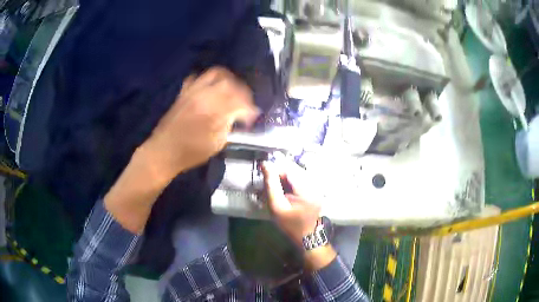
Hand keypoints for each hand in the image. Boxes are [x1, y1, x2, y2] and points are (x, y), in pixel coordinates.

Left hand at [141, 67, 258, 182]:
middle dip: (242, 91)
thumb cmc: (191, 153)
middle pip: (229, 83)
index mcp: (214, 112)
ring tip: (231, 90)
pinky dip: (207, 80)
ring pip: (215, 74)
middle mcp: (204, 96)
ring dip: (227, 79)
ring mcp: (193, 91)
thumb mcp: (216, 144)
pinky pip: (196, 77)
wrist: (164, 151)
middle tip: (244, 102)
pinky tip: (209, 90)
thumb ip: (229, 125)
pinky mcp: (184, 92)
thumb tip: (239, 116)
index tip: (252, 117)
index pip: (239, 102)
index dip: (249, 109)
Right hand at [261, 159, 335, 269]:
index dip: (275, 169)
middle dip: (280, 173)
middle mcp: (315, 184)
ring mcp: (317, 186)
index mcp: (307, 189)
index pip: (289, 169)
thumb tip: (266, 165)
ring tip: (276, 188)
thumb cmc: (289, 224)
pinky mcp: (316, 189)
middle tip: (269, 183)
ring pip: (297, 172)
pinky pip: (301, 178)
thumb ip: (271, 185)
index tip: (264, 175)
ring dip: (285, 177)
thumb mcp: (276, 207)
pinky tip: (285, 190)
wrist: (305, 236)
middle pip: (294, 169)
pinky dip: (291, 181)